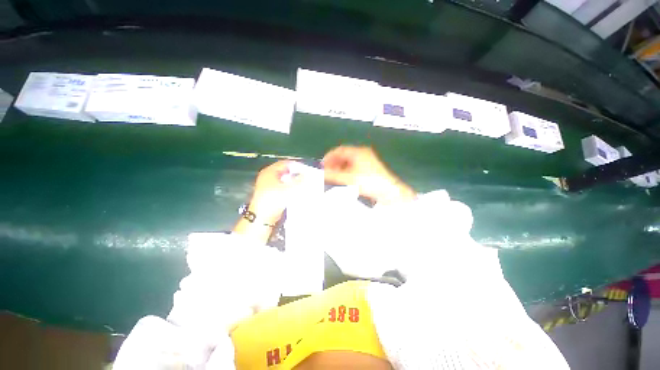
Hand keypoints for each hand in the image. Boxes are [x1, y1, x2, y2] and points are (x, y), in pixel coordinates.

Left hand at [234, 160, 314, 242]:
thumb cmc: (274, 200)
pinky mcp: (271, 194)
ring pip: (284, 180)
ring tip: (303, 185)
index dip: (296, 166)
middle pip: (285, 171)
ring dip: (293, 182)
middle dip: (296, 174)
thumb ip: (299, 181)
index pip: (286, 163)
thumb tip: (307, 176)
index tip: (306, 170)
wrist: (262, 217)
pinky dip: (290, 188)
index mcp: (270, 171)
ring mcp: (268, 185)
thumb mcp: (289, 189)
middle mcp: (268, 176)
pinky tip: (297, 192)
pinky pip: (283, 187)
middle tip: (306, 177)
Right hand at [323, 146, 415, 203]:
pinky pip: (355, 169)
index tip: (322, 165)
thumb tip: (321, 173)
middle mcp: (363, 154)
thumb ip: (333, 175)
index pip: (339, 150)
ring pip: (349, 164)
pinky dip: (348, 173)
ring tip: (335, 179)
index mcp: (358, 152)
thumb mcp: (348, 178)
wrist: (390, 191)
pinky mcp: (370, 171)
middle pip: (344, 157)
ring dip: (340, 170)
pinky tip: (345, 181)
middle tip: (328, 173)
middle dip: (334, 164)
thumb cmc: (370, 181)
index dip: (329, 157)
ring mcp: (368, 162)